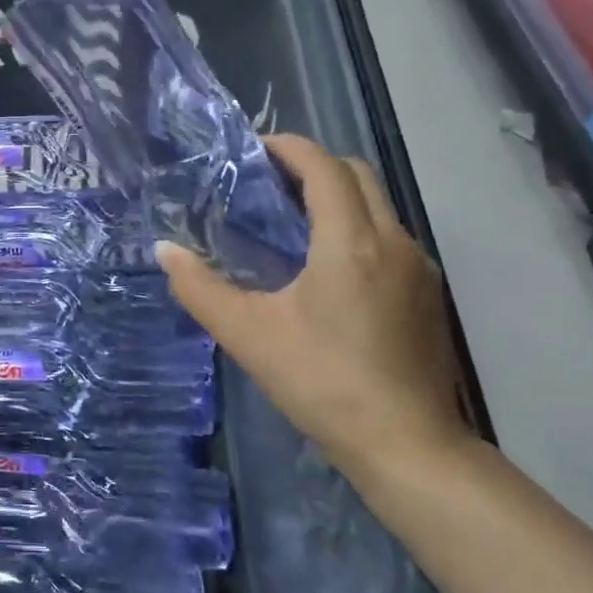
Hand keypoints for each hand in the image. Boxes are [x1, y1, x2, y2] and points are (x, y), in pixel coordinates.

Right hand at [157, 135, 468, 483]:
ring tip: (290, 220)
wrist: (407, 445)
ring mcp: (418, 267)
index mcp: (349, 243)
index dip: (288, 147)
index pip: (324, 167)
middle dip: (312, 165)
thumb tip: (164, 250)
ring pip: (378, 204)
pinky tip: (326, 266)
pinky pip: (389, 235)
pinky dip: (356, 226)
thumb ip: (200, 288)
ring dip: (336, 195)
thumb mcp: (247, 334)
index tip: (253, 149)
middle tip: (267, 183)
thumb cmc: (322, 383)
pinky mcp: (428, 294)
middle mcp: (393, 241)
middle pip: (357, 174)